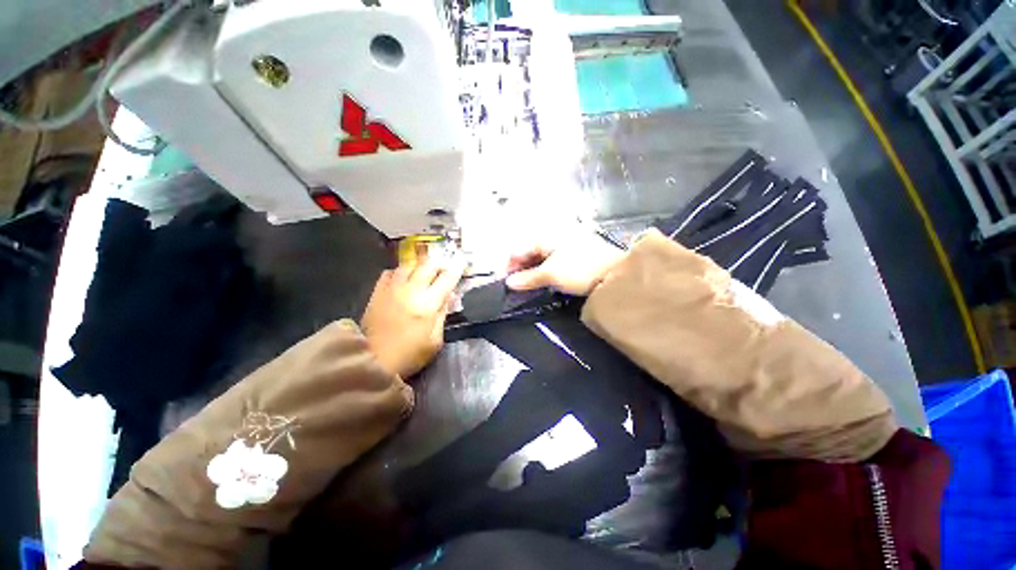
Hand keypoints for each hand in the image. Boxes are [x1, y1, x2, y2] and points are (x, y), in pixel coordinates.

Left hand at [361, 257, 466, 377]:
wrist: (372, 361)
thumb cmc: (410, 354)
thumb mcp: (435, 340)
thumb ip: (442, 315)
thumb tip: (448, 296)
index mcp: (429, 304)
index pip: (447, 279)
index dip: (457, 269)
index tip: (462, 263)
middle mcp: (412, 290)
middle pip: (428, 265)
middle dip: (439, 263)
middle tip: (444, 267)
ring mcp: (392, 289)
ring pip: (409, 265)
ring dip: (420, 265)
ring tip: (424, 271)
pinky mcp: (377, 292)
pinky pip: (390, 272)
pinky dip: (399, 272)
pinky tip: (402, 278)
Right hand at [505, 231, 627, 295]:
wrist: (615, 274)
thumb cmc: (581, 269)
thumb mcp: (551, 275)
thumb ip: (527, 278)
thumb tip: (509, 283)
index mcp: (545, 236)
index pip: (517, 249)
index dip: (508, 266)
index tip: (502, 282)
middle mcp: (551, 236)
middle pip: (526, 252)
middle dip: (518, 269)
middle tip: (513, 287)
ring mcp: (562, 245)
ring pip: (537, 258)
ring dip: (529, 272)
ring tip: (524, 287)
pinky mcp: (570, 255)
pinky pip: (548, 262)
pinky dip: (541, 272)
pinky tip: (539, 282)